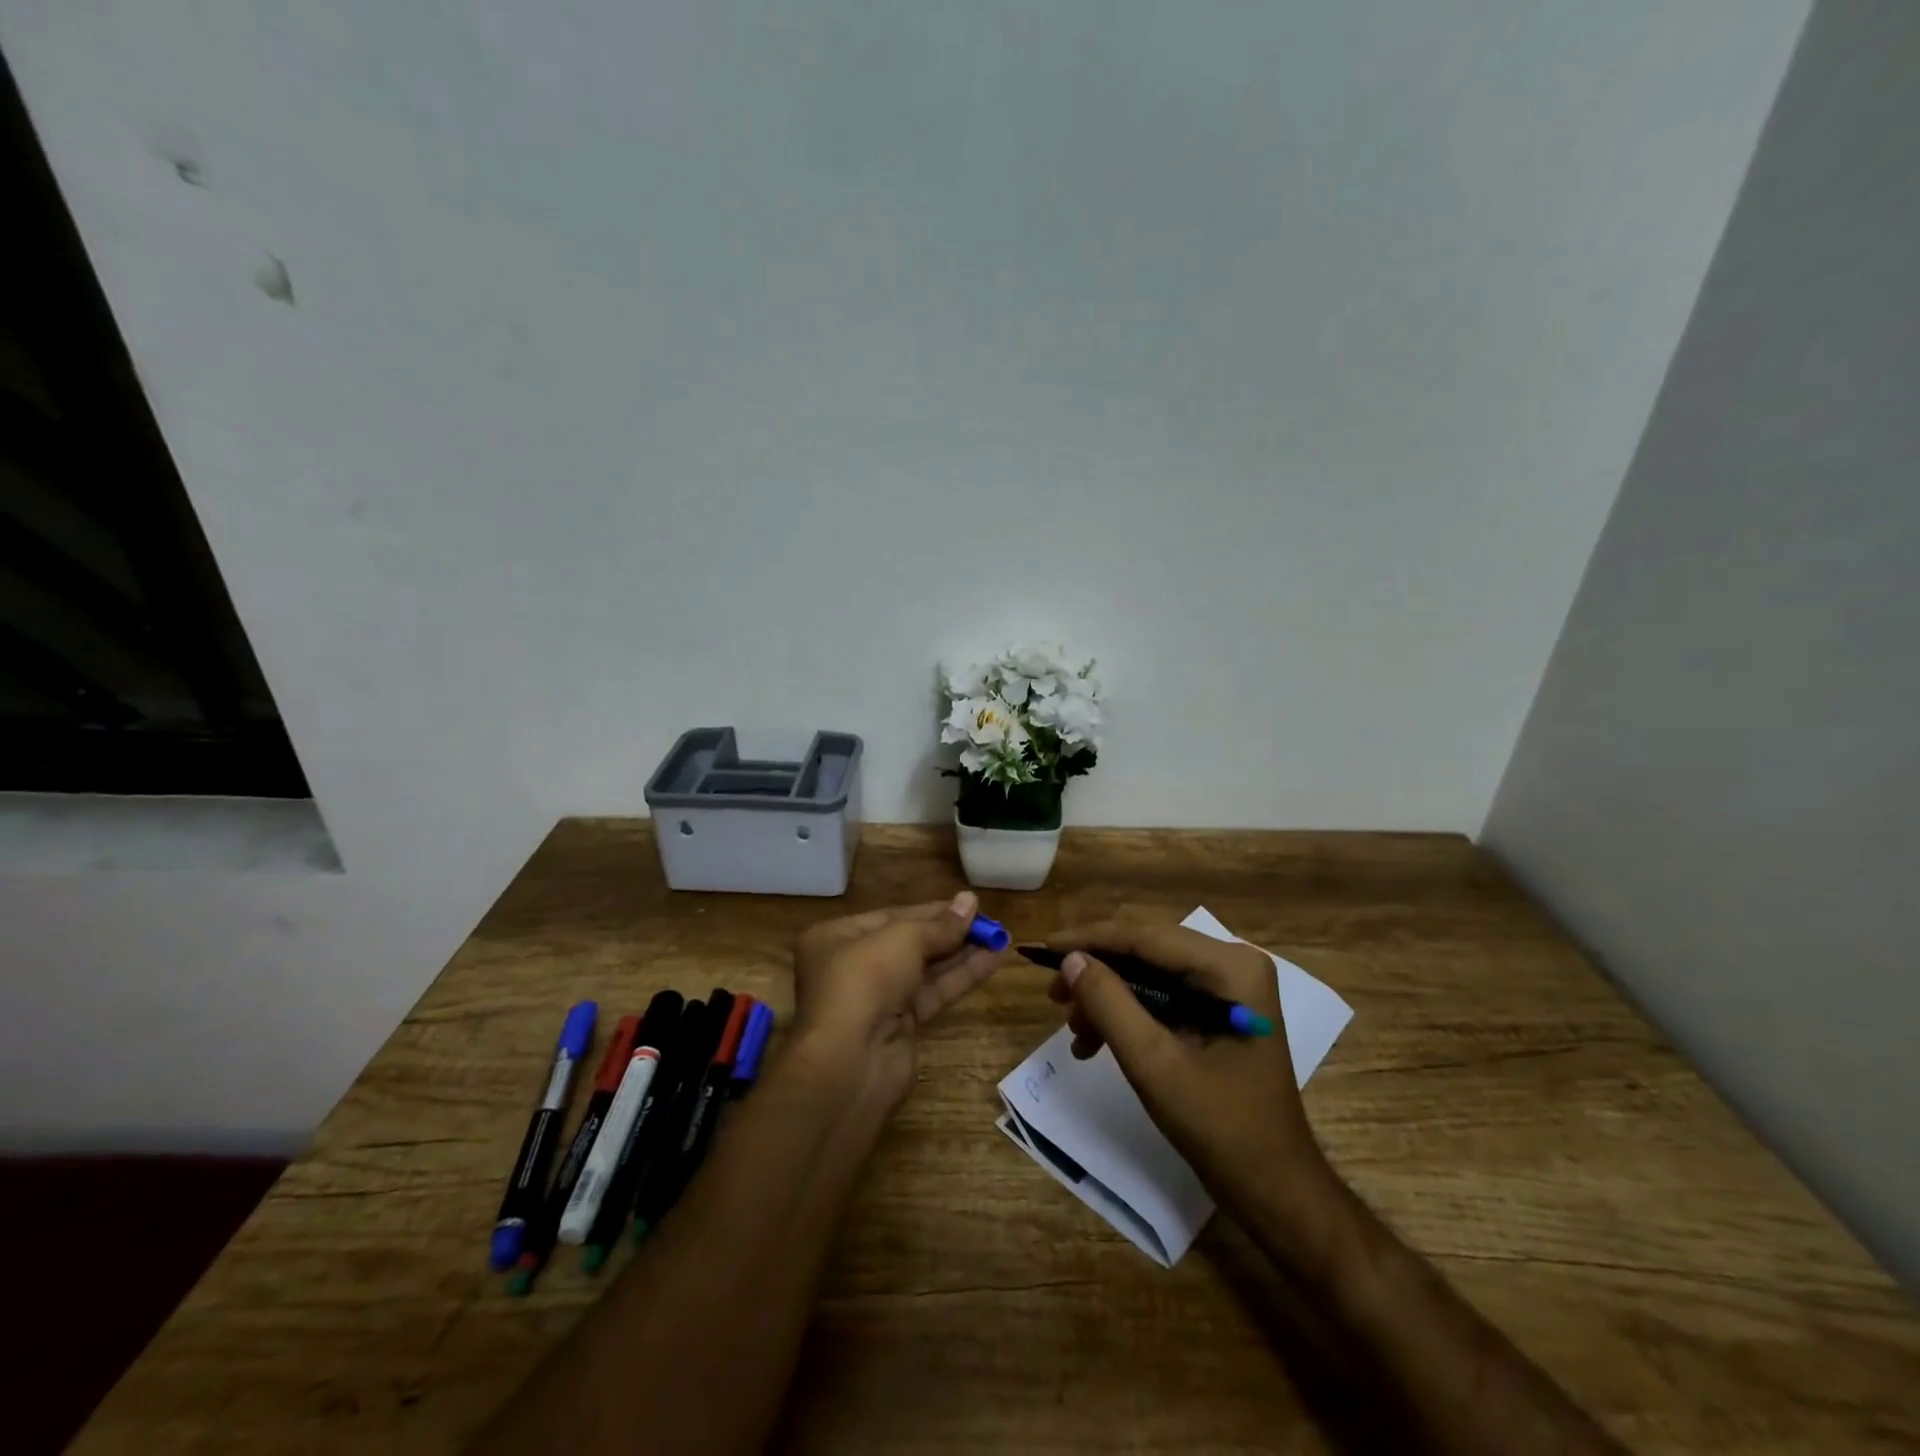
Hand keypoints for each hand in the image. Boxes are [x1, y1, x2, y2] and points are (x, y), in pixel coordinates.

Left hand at [792, 891, 1003, 1103]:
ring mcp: (876, 999)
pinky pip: (933, 994)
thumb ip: (940, 924)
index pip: (891, 917)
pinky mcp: (899, 1027)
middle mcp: (853, 966)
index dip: (932, 910)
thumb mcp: (903, 939)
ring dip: (961, 954)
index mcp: (836, 938)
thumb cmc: (865, 981)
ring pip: (924, 970)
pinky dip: (960, 978)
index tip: (969, 904)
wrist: (850, 1063)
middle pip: (909, 943)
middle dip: (949, 933)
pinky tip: (991, 962)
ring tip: (1000, 938)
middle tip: (989, 922)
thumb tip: (970, 900)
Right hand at [1046, 916, 1329, 1212]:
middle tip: (1053, 996)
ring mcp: (1230, 985)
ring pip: (1150, 972)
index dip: (1091, 940)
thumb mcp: (1153, 1064)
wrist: (1275, 1188)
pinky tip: (1098, 1042)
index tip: (1043, 948)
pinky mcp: (1222, 1008)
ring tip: (1075, 1032)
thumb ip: (1109, 1004)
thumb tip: (1071, 959)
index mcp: (1230, 967)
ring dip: (1109, 997)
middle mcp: (1234, 963)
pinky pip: (1164, 994)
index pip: (1146, 936)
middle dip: (1098, 972)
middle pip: (1147, 950)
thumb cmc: (1220, 1127)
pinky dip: (1129, 1013)